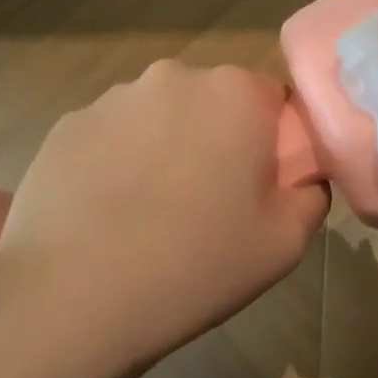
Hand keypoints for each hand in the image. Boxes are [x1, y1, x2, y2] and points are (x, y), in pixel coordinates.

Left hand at [0, 60, 329, 369]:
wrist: (72, 299)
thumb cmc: (196, 265)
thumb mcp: (285, 243)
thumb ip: (311, 195)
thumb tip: (303, 179)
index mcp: (235, 93)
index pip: (272, 101)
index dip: (271, 143)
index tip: (258, 186)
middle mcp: (175, 77)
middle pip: (213, 102)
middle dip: (217, 138)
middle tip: (207, 201)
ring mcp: (113, 98)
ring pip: (160, 116)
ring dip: (165, 147)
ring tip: (149, 211)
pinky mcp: (67, 125)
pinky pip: (111, 136)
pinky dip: (117, 162)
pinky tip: (107, 213)